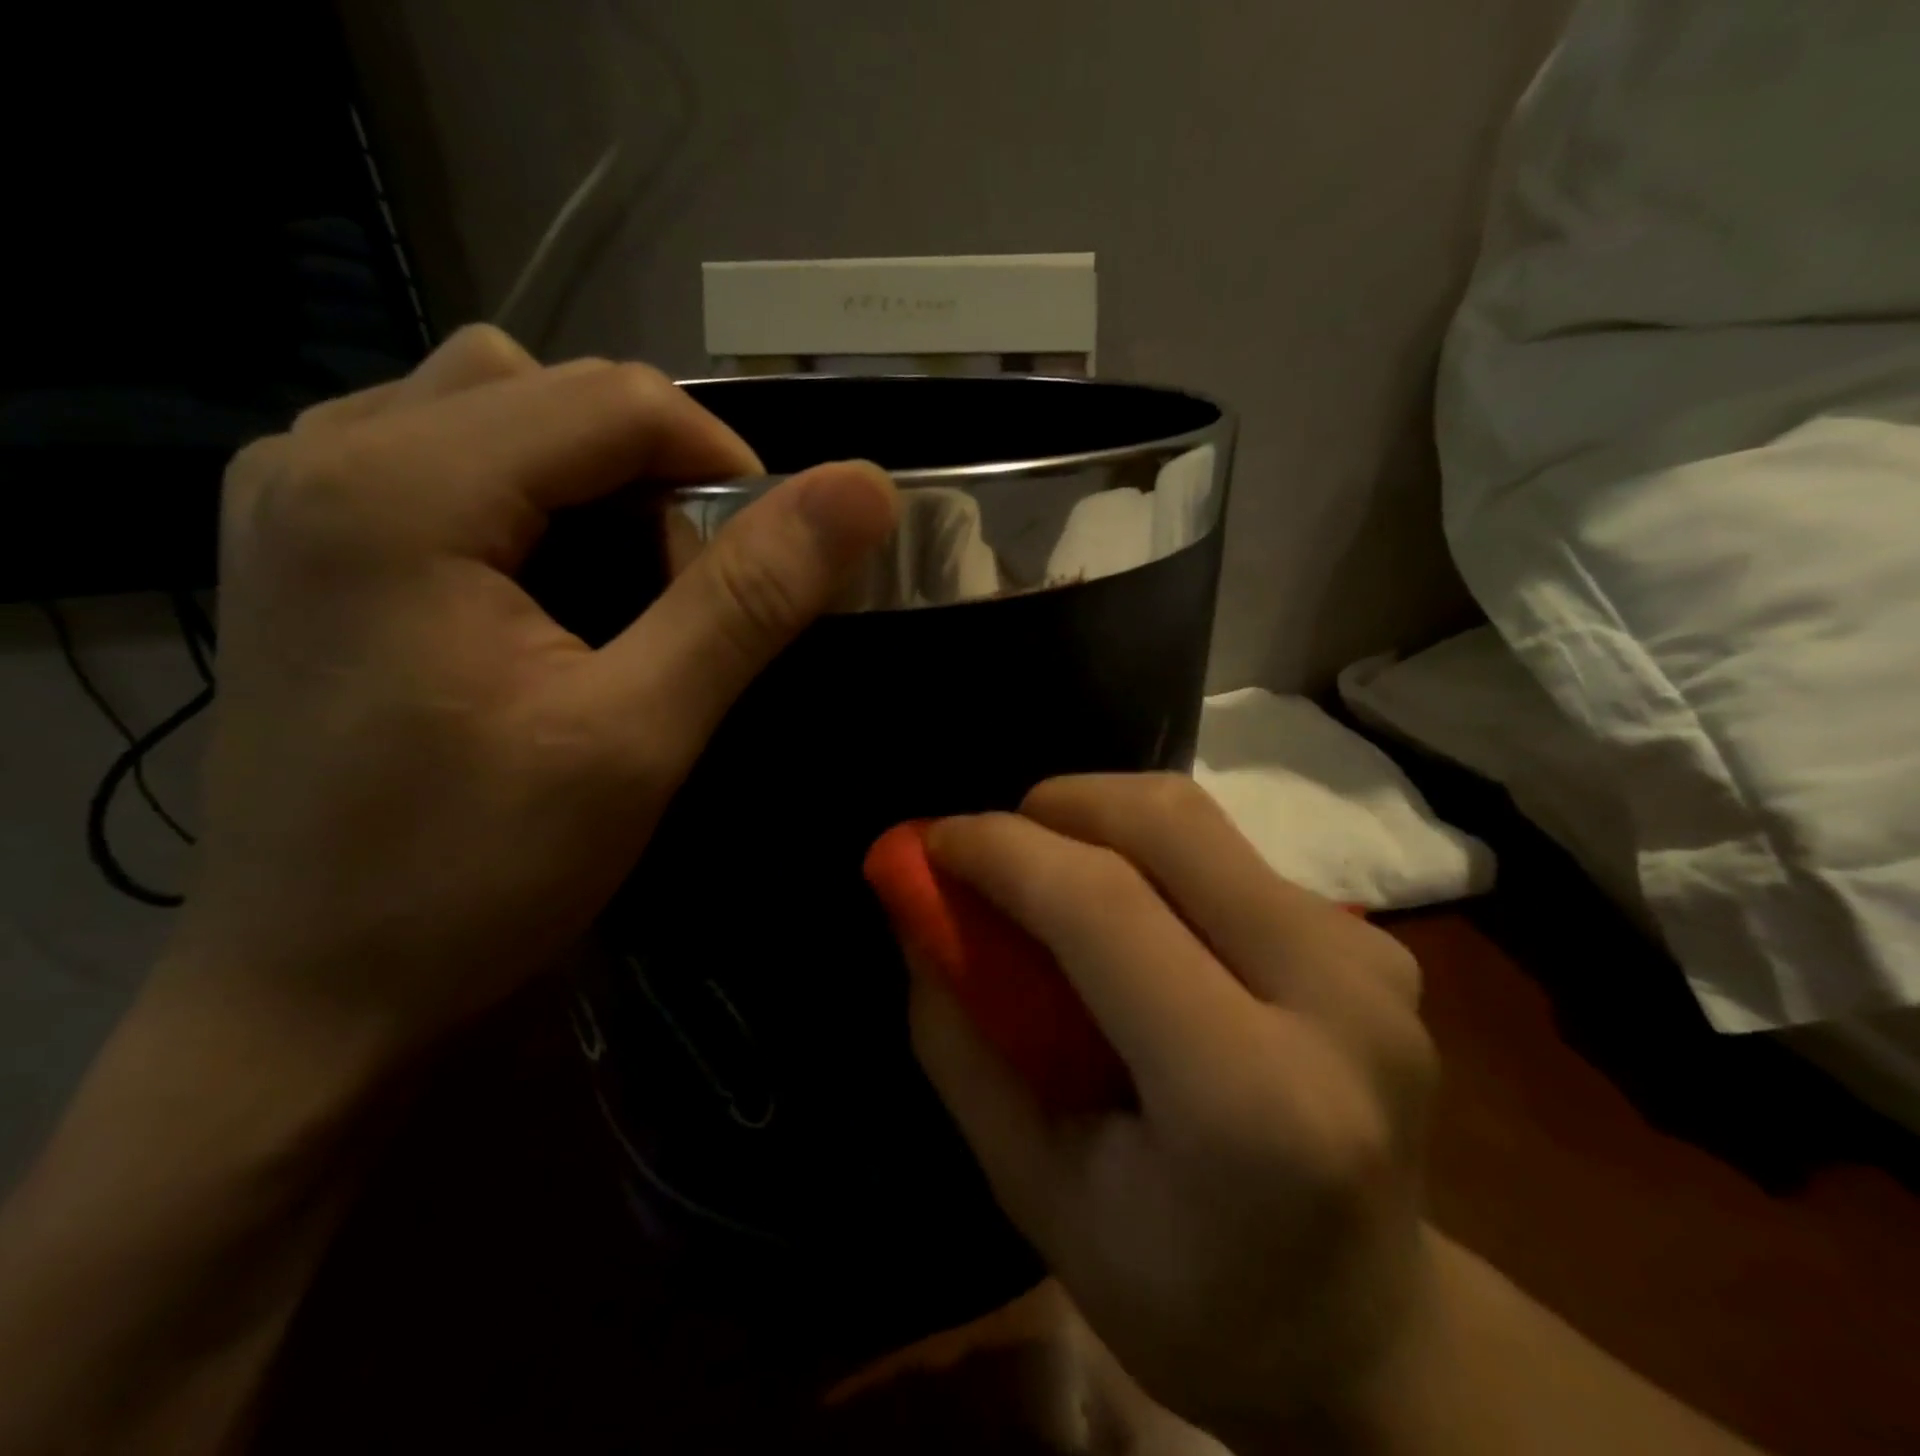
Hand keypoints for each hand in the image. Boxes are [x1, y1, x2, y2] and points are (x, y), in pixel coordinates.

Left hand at [166, 325, 897, 1070]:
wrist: (308, 998)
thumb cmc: (472, 874)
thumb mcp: (637, 736)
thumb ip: (751, 600)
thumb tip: (866, 491)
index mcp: (398, 488)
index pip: (616, 398)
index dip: (724, 469)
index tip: (766, 571)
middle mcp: (322, 453)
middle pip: (551, 391)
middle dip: (652, 479)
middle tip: (683, 599)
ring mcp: (294, 497)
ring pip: (497, 417)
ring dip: (591, 490)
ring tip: (619, 604)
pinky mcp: (304, 549)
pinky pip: (447, 466)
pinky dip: (530, 510)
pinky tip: (546, 605)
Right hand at [908, 774, 1436, 1448]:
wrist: (1372, 1331)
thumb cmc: (1186, 1293)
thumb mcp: (1038, 1192)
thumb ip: (962, 1044)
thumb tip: (917, 913)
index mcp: (1251, 1098)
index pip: (1104, 906)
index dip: (1003, 850)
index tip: (932, 841)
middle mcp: (1335, 1002)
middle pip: (1168, 823)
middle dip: (1057, 805)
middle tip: (996, 848)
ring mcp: (1372, 962)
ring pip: (1200, 822)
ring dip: (1102, 822)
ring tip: (1054, 878)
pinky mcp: (1381, 944)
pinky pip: (1233, 854)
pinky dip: (1156, 857)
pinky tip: (1140, 919)